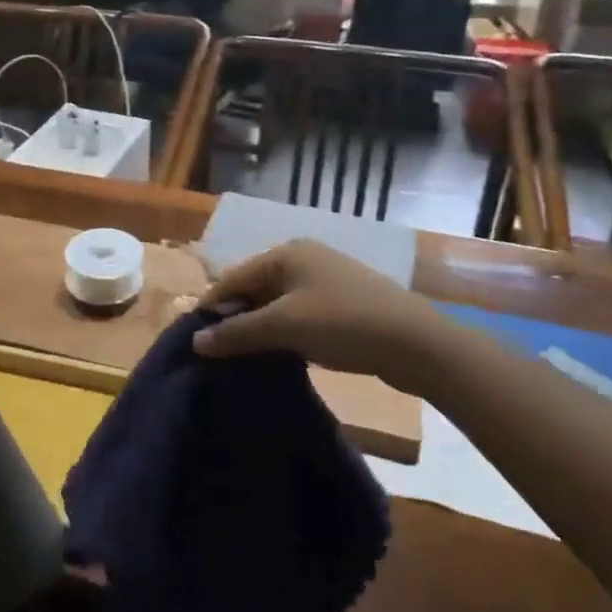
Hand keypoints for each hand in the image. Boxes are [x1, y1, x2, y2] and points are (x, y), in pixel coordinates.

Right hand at [194, 239, 453, 394]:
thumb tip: (196, 341)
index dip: (212, 308)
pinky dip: (285, 332)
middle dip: (236, 318)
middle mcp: (303, 258)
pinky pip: (299, 313)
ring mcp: (326, 279)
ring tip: (245, 359)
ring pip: (277, 303)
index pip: (234, 277)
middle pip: (254, 288)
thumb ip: (237, 333)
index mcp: (286, 253)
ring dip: (260, 328)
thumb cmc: (343, 323)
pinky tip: (281, 355)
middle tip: (219, 354)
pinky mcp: (343, 302)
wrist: (417, 343)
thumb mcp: (284, 327)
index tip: (194, 340)